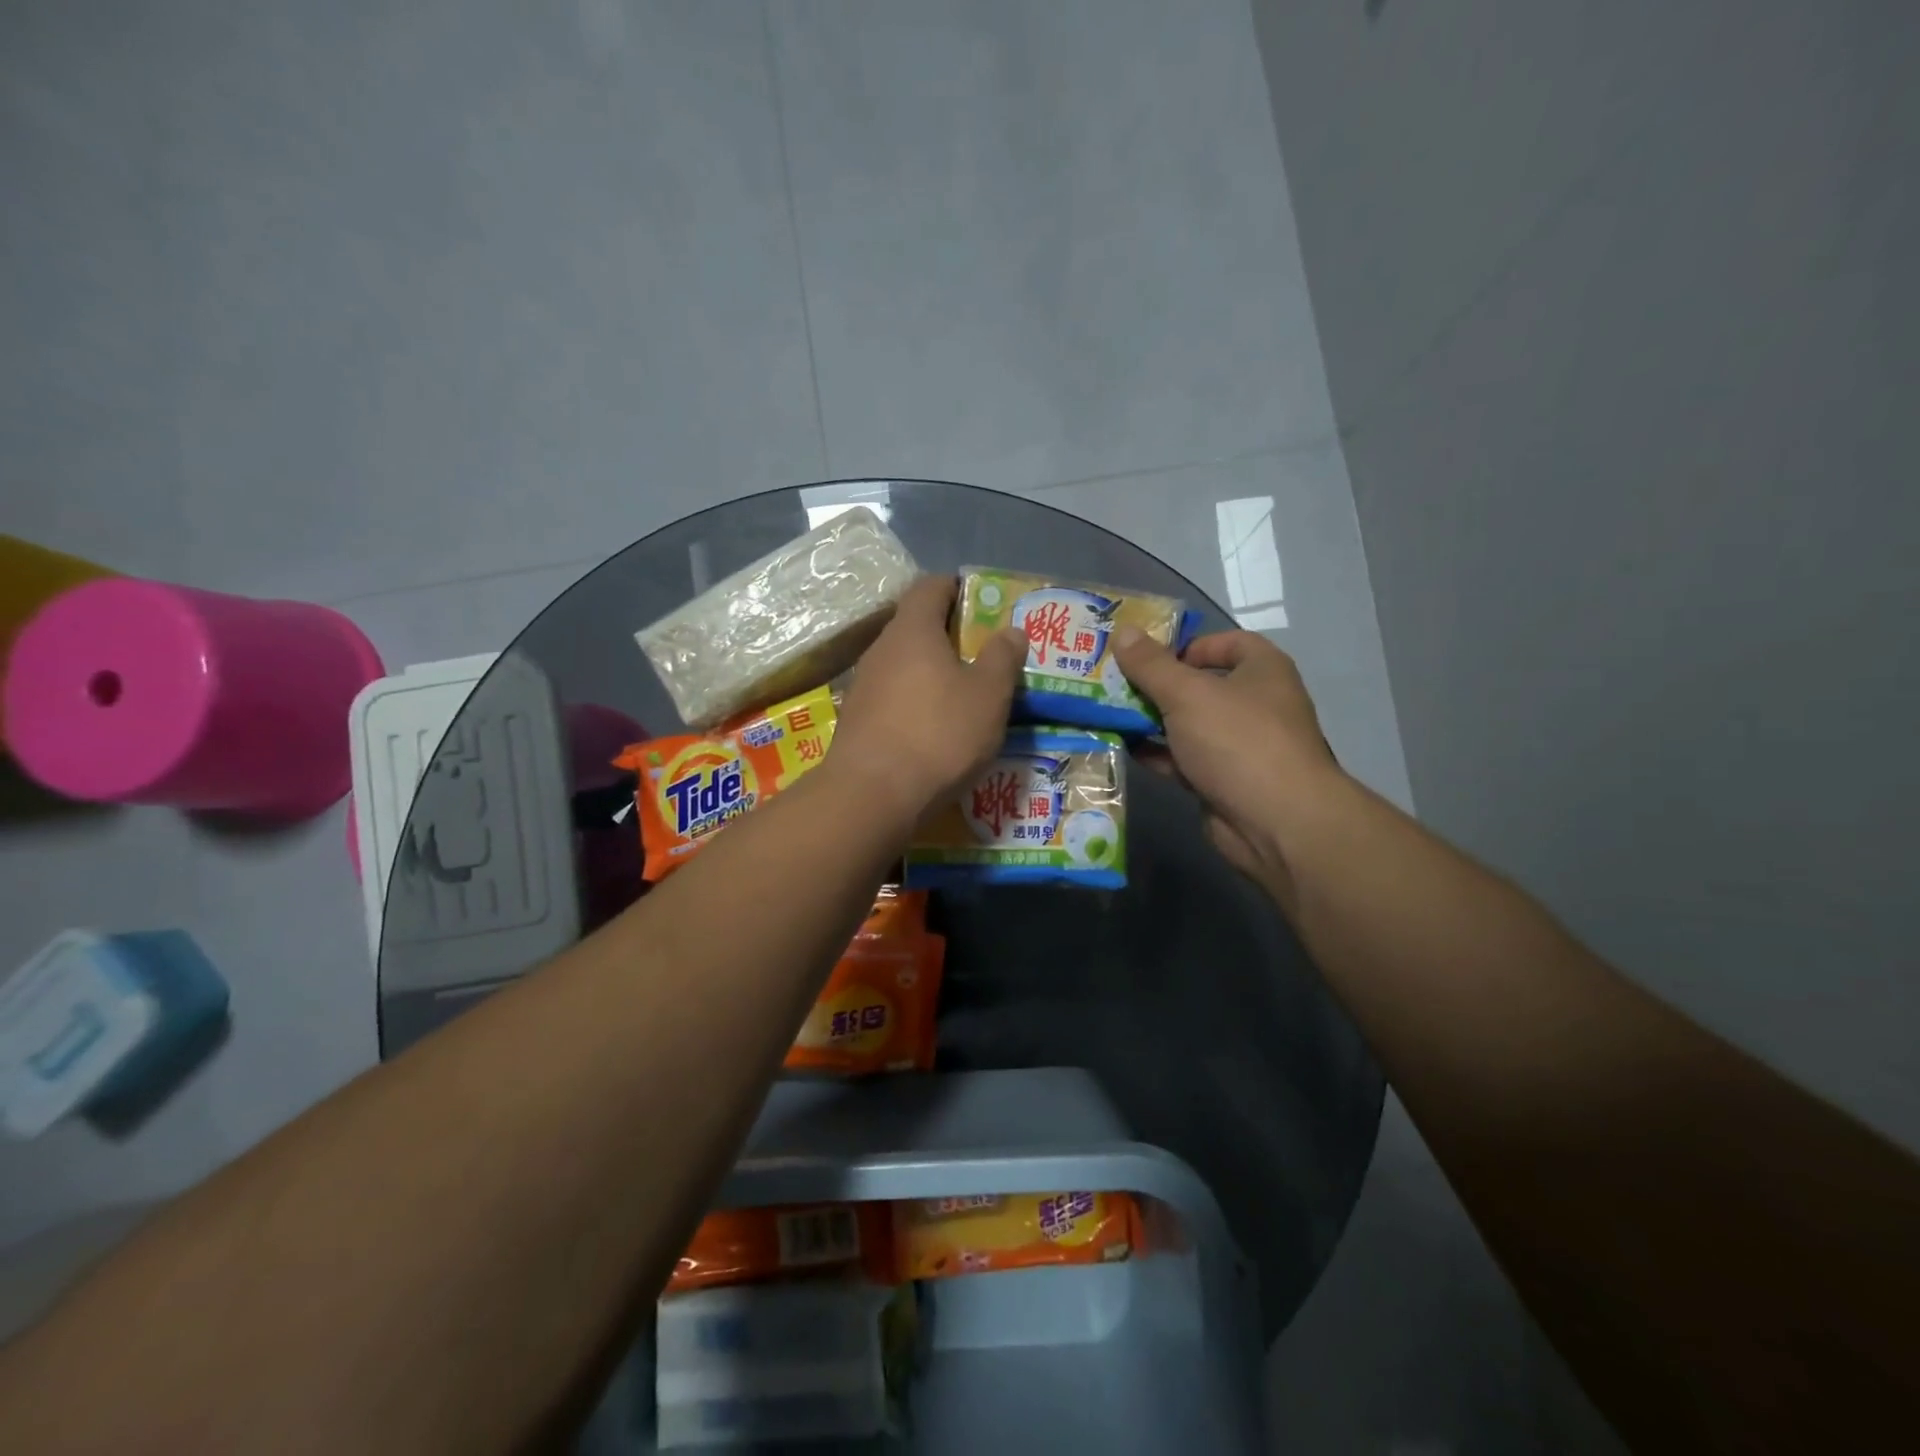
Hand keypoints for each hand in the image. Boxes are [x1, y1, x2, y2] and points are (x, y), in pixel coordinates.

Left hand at [828, 575, 1026, 828]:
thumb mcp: (988, 695)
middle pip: (915, 626)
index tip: (981, 602)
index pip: (931, 586)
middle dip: (948, 634)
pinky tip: (933, 728)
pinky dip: (914, 701)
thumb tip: (1011, 630)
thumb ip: (1002, 658)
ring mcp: (863, 685)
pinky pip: (891, 696)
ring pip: (903, 664)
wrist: (872, 795)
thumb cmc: (938, 734)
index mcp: (913, 630)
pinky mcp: (856, 720)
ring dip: (930, 671)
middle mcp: (881, 649)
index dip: (956, 588)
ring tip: (962, 694)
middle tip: (981, 653)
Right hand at [1112, 626, 1342, 895]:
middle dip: (1156, 684)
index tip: (1147, 655)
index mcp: (1262, 670)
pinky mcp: (1221, 781)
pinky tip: (1121, 748)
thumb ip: (1150, 664)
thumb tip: (1121, 631)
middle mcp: (1254, 704)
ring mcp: (1238, 746)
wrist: (1275, 822)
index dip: (1188, 644)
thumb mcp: (1187, 693)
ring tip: (1105, 713)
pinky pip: (1183, 759)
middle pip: (1199, 684)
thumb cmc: (1237, 740)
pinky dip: (1156, 754)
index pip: (1227, 642)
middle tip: (1111, 683)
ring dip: (1150, 721)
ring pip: (1187, 725)